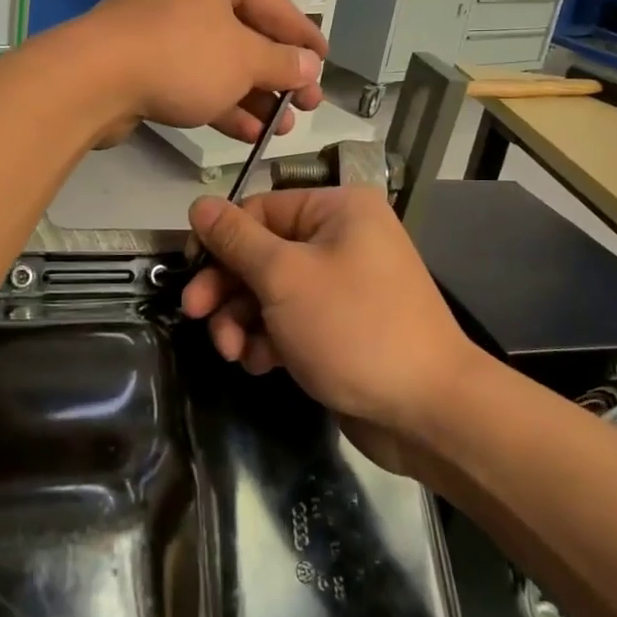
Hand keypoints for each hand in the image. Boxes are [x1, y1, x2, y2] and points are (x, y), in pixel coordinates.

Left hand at [79, 0, 326, 143]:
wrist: (94, 81)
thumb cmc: (182, 54)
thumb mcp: (244, 58)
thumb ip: (282, 63)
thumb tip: (310, 67)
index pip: (273, 2)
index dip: (302, 36)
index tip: (326, 62)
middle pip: (245, 34)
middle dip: (278, 75)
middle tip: (307, 106)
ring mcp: (160, 26)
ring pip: (219, 61)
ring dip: (253, 96)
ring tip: (283, 128)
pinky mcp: (142, 61)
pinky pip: (192, 78)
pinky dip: (220, 102)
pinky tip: (249, 132)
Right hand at [180, 188, 485, 454]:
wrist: (428, 412)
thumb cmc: (353, 328)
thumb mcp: (284, 277)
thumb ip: (235, 239)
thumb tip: (199, 204)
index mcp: (337, 210)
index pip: (259, 210)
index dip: (220, 240)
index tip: (189, 271)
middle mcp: (342, 239)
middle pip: (262, 253)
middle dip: (227, 287)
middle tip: (195, 316)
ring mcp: (343, 285)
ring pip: (271, 291)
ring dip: (243, 320)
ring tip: (233, 352)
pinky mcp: (340, 326)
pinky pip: (291, 320)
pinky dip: (269, 339)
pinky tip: (260, 364)